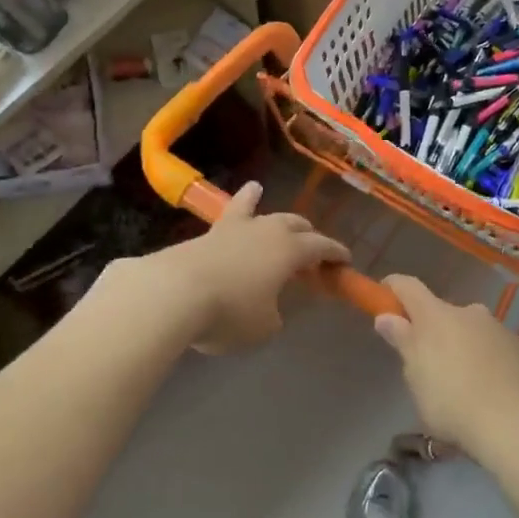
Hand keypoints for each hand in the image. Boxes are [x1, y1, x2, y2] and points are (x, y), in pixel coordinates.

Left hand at [145, 182, 349, 353]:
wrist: (173, 293)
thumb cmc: (230, 312)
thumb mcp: (264, 327)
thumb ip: (274, 314)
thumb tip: (269, 306)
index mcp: (289, 250)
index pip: (321, 246)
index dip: (335, 253)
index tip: (345, 260)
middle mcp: (265, 230)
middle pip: (293, 224)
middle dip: (306, 233)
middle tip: (311, 246)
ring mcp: (233, 228)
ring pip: (256, 209)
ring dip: (262, 204)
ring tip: (258, 190)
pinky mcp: (205, 234)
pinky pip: (229, 217)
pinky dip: (237, 210)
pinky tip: (235, 208)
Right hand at [374, 275, 518, 462]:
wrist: (517, 424)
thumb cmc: (452, 401)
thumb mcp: (416, 376)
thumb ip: (402, 341)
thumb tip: (386, 316)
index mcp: (436, 315)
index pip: (407, 287)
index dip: (392, 289)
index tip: (383, 299)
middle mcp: (469, 312)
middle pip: (443, 313)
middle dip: (433, 331)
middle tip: (429, 364)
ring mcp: (501, 329)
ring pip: (474, 331)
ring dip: (464, 347)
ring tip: (465, 384)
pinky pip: (498, 350)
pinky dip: (490, 362)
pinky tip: (493, 392)